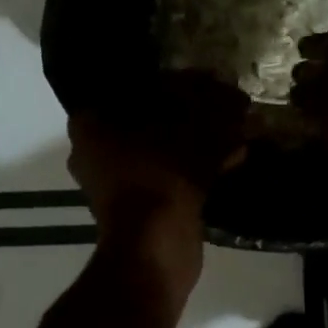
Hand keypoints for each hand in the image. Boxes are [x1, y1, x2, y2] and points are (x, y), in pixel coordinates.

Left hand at [68, 73, 247, 277]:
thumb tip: (236, 97)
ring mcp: (116, 183)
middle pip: (148, 118)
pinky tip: (235, 156)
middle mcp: (95, 151)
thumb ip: (215, 107)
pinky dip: (199, 166)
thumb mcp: (196, 132)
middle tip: (222, 103)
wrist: (156, 248)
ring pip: (163, 147)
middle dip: (189, 112)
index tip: (200, 80)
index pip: (129, 87)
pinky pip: (171, 174)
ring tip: (236, 128)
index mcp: (90, 125)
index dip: (169, 81)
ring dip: (198, 139)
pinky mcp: (140, 206)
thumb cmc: (162, 176)